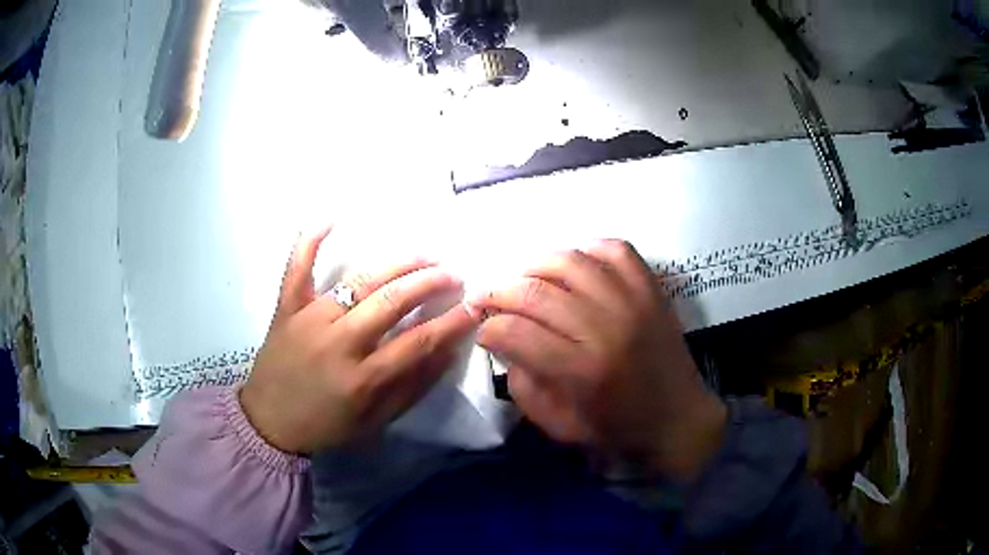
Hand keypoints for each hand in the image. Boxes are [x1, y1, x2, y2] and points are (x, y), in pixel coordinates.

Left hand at [240, 227, 476, 453]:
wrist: (269, 424)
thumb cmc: (326, 426)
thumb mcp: (376, 421)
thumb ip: (413, 386)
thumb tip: (448, 351)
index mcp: (362, 378)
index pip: (418, 341)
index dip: (452, 322)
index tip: (475, 306)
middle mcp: (338, 342)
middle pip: (391, 301)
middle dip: (429, 283)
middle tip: (453, 274)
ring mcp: (309, 319)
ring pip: (357, 281)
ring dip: (395, 264)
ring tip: (423, 254)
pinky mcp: (286, 309)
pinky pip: (296, 269)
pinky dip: (309, 242)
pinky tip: (329, 218)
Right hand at [468, 240, 725, 479]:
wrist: (678, 419)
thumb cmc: (617, 429)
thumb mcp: (558, 425)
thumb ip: (523, 385)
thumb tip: (504, 341)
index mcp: (582, 371)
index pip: (516, 332)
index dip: (489, 327)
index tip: (485, 330)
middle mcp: (606, 328)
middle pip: (536, 291)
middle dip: (500, 292)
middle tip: (491, 300)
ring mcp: (633, 302)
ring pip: (570, 261)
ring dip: (536, 266)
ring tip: (527, 281)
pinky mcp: (651, 289)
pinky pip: (615, 250)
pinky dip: (588, 250)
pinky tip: (575, 267)